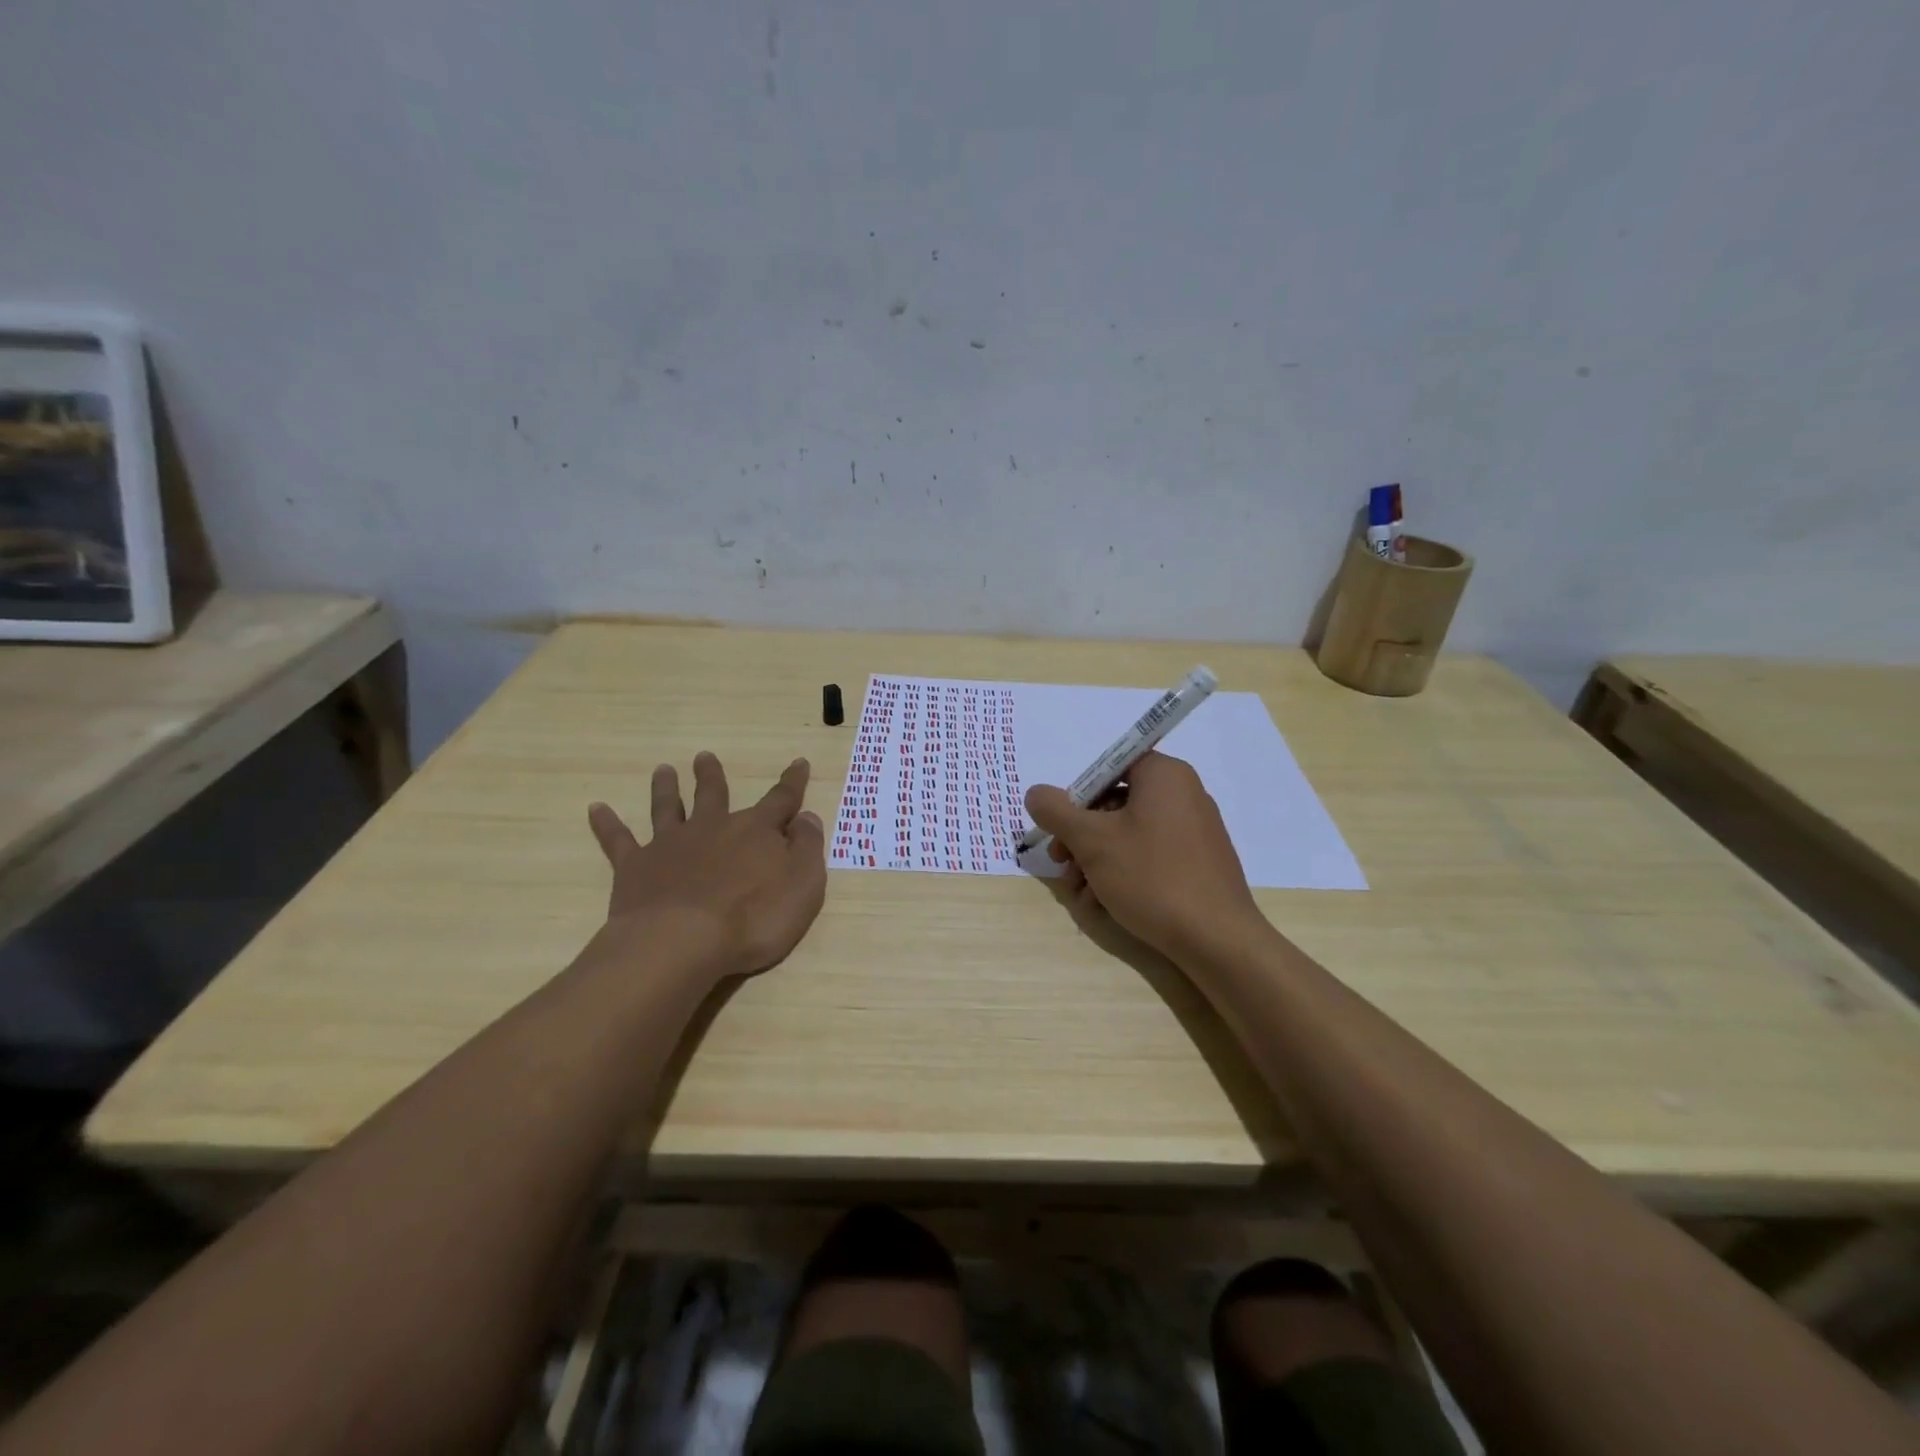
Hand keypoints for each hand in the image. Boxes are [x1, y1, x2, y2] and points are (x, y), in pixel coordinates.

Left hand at [586, 751, 826, 981]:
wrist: (683, 942)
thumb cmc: (754, 918)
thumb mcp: (803, 885)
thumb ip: (807, 848)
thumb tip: (806, 818)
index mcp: (755, 831)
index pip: (781, 799)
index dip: (793, 782)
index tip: (798, 762)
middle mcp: (712, 827)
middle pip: (714, 795)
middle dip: (712, 776)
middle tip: (704, 757)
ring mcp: (670, 845)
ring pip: (668, 808)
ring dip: (666, 788)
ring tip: (663, 770)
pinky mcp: (635, 867)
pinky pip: (618, 840)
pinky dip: (607, 824)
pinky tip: (596, 808)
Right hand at [1024, 751, 1268, 963]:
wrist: (1217, 940)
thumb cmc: (1151, 877)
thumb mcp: (1092, 841)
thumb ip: (1056, 811)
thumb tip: (1035, 793)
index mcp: (1164, 775)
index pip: (1108, 768)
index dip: (1077, 796)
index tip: (1061, 829)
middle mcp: (1184, 794)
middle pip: (1115, 802)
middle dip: (1081, 836)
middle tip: (1062, 864)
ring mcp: (1195, 829)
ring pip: (1129, 834)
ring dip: (1096, 860)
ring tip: (1081, 893)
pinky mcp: (1199, 862)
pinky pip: (1150, 855)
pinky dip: (1123, 872)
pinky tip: (1105, 902)